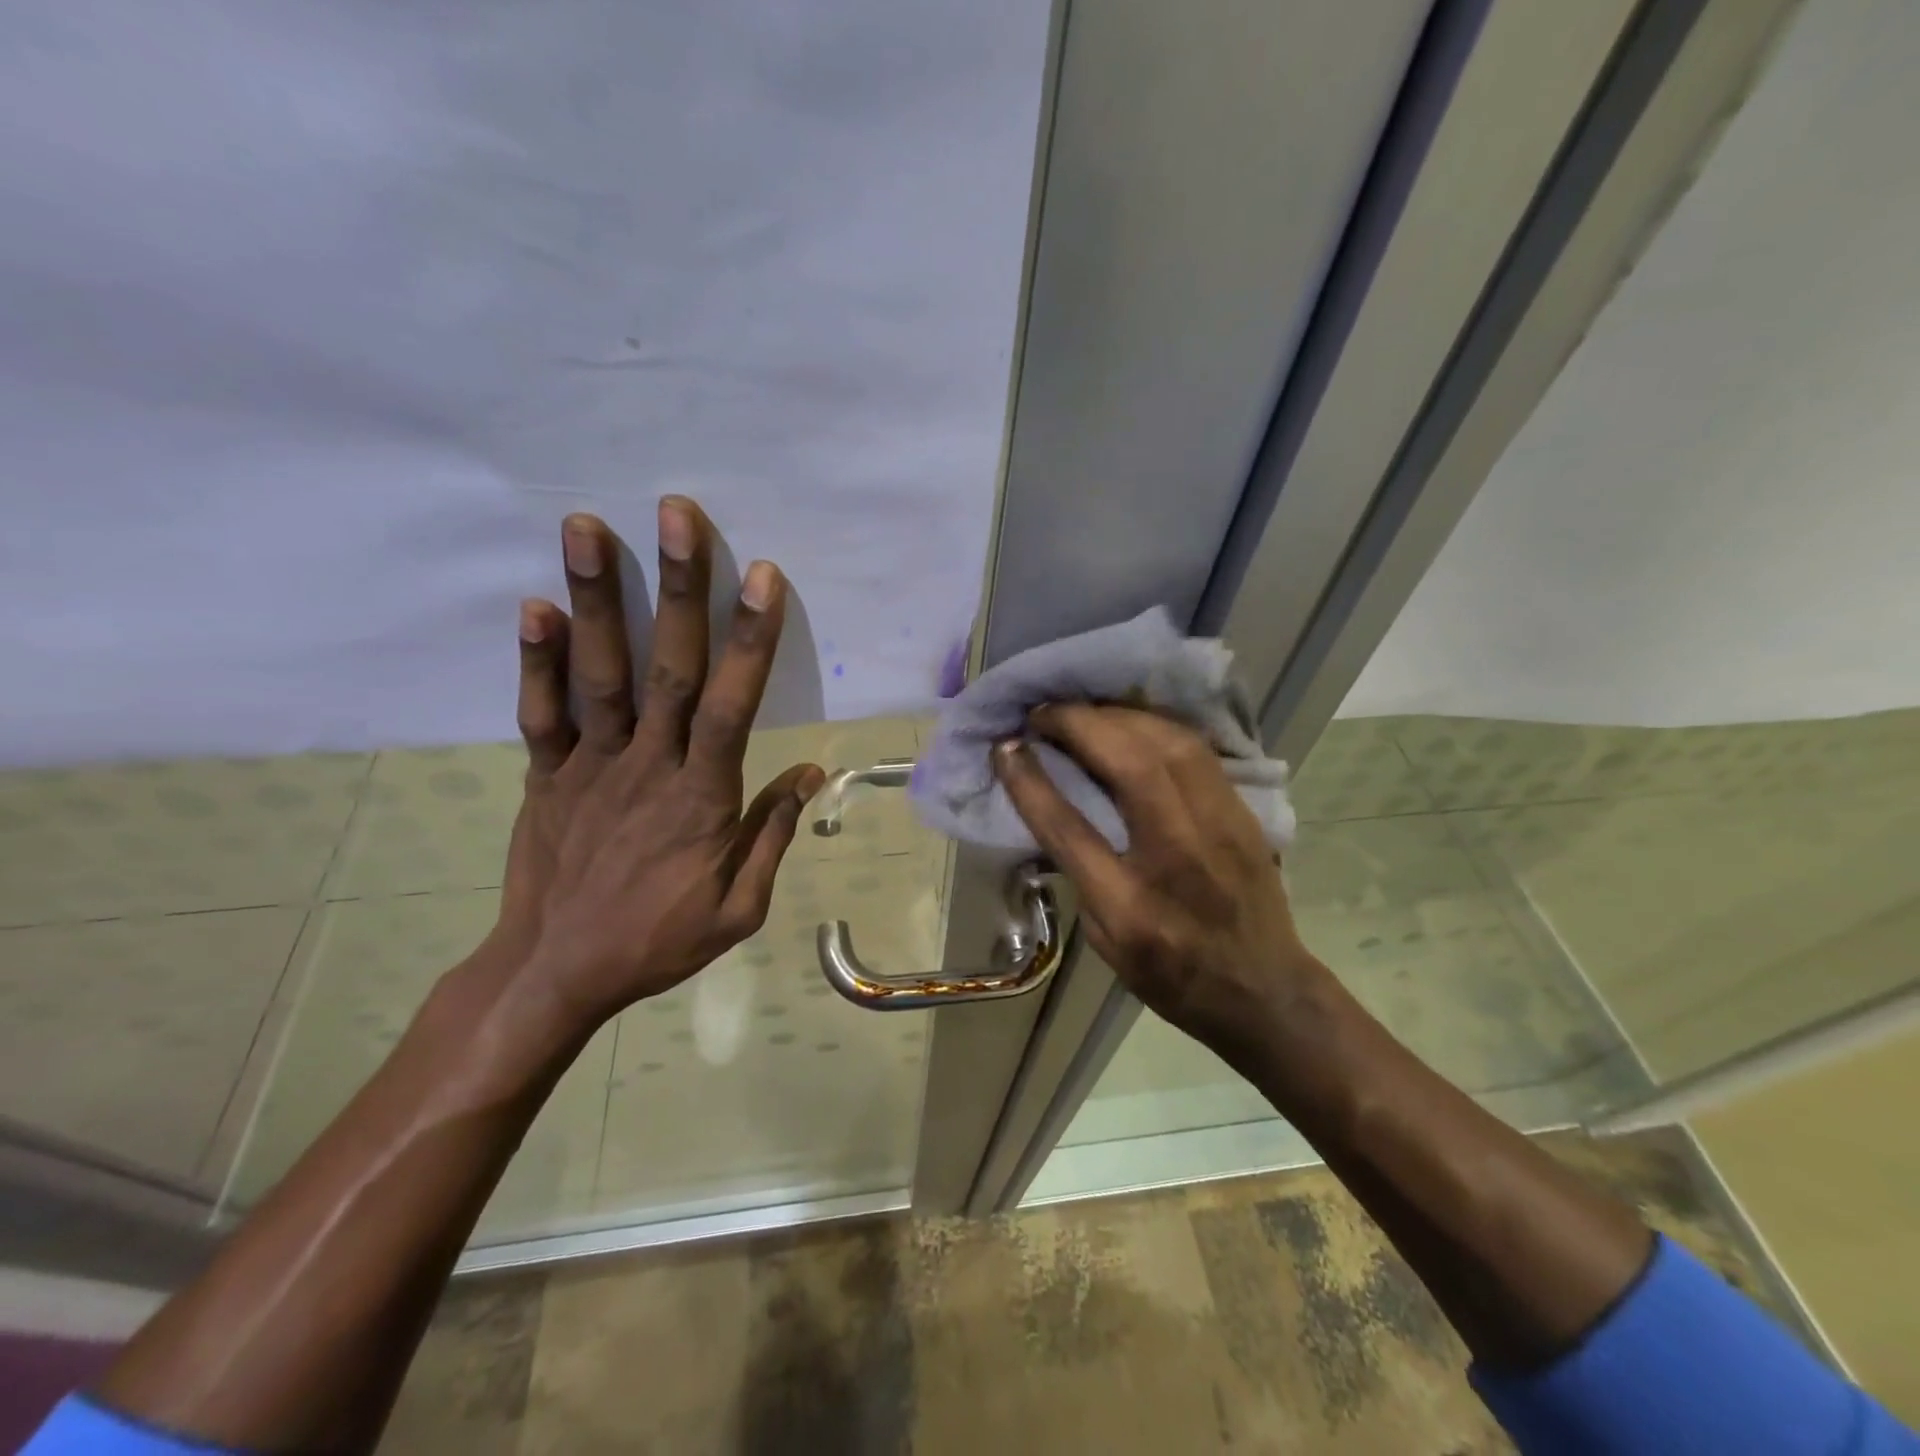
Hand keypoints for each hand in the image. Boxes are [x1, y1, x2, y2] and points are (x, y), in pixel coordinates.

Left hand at [483, 500, 822, 1030]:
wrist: (555, 973)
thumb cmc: (657, 940)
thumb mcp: (738, 908)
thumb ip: (772, 834)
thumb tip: (812, 772)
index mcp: (703, 797)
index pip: (733, 705)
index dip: (749, 639)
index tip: (761, 576)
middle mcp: (648, 765)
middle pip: (668, 667)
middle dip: (677, 588)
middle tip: (676, 514)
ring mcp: (590, 765)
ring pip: (599, 674)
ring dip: (597, 598)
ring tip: (585, 527)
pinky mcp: (545, 775)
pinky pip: (541, 713)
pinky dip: (536, 660)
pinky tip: (535, 605)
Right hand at [992, 704, 1324, 1051]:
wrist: (1263, 991)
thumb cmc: (1170, 974)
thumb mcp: (1106, 939)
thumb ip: (1080, 872)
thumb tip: (1054, 804)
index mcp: (1130, 905)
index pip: (1069, 827)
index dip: (1030, 780)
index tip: (1006, 746)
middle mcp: (1178, 856)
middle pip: (1129, 764)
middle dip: (1078, 724)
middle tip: (1043, 713)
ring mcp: (1220, 828)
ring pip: (1169, 743)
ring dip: (1117, 715)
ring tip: (1081, 710)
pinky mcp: (1243, 812)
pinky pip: (1196, 749)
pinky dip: (1154, 725)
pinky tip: (1129, 720)